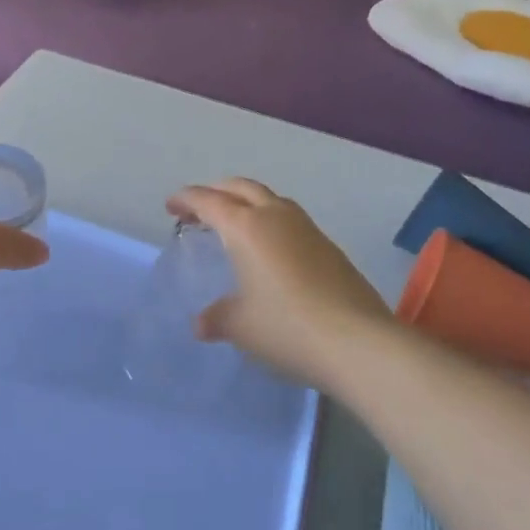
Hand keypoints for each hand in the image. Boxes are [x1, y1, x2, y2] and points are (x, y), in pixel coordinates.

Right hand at [167, 178, 390, 385]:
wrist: (358, 342)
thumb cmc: (287, 327)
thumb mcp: (240, 326)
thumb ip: (217, 318)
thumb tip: (202, 323)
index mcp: (246, 227)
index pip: (209, 201)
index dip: (186, 199)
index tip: (170, 206)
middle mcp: (275, 216)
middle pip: (240, 188)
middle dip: (216, 192)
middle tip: (198, 209)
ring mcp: (307, 228)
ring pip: (269, 199)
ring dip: (246, 202)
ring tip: (233, 224)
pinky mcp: (328, 246)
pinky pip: (289, 219)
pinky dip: (269, 221)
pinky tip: (268, 249)